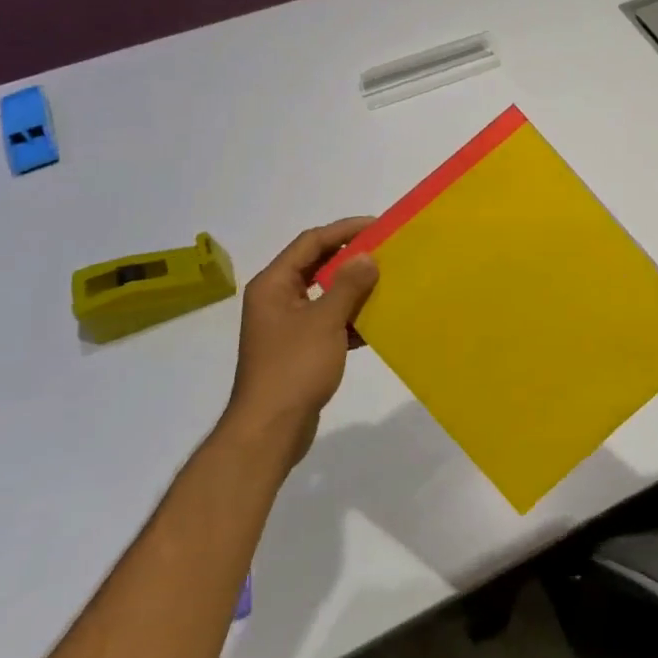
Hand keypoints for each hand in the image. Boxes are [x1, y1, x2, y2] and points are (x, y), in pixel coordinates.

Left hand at [222, 218, 378, 469]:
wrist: (270, 431)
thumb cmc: (293, 368)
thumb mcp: (325, 321)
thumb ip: (348, 285)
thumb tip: (368, 256)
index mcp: (274, 284)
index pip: (311, 242)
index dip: (344, 230)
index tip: (378, 226)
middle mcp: (277, 298)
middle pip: (317, 265)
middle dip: (351, 258)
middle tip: (386, 250)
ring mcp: (288, 325)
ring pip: (326, 294)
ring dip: (354, 288)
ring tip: (388, 281)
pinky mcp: (300, 348)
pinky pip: (329, 321)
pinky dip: (351, 318)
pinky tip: (378, 321)